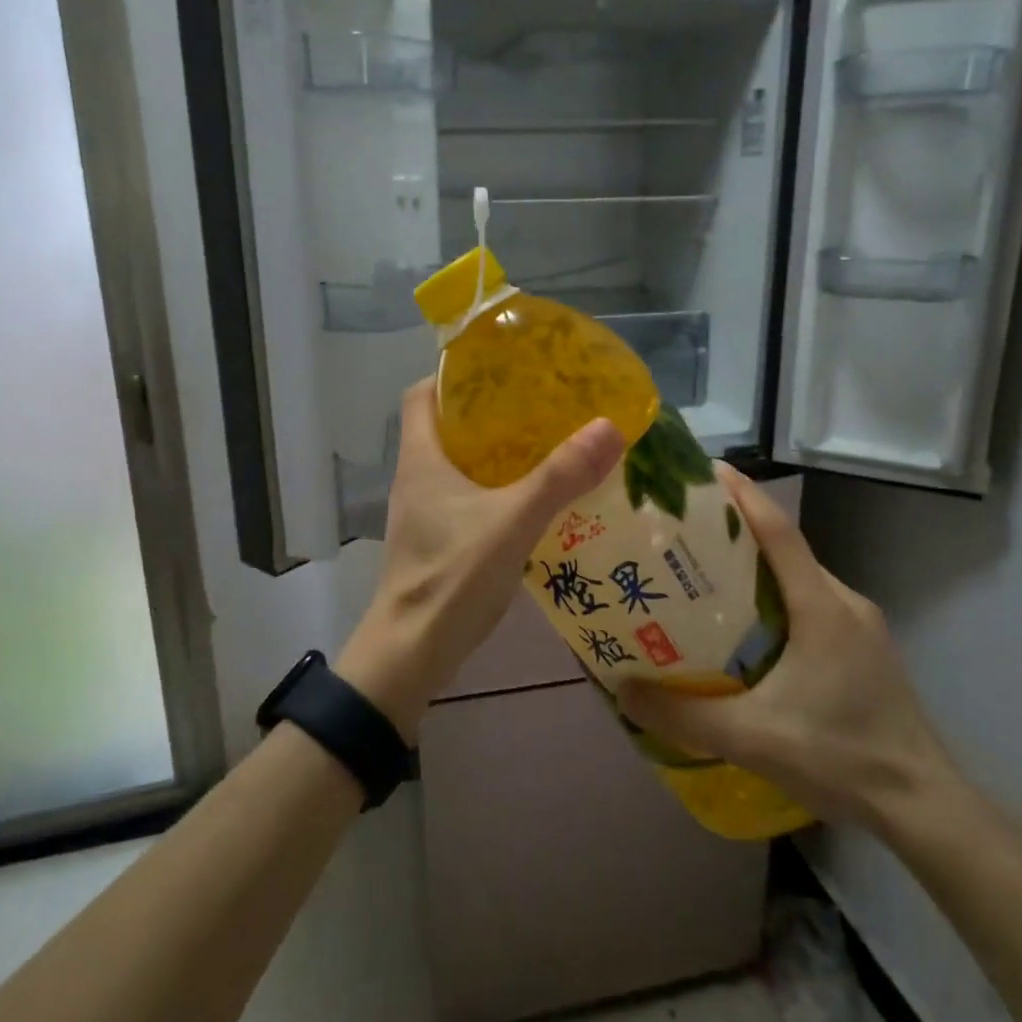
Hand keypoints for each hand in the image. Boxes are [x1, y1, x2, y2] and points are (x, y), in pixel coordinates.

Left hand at [336, 379, 622, 738]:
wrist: (411, 653)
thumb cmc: (451, 578)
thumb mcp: (512, 522)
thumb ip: (560, 476)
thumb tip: (610, 426)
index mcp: (422, 457)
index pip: (423, 393)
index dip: (456, 373)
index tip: (502, 368)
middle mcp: (418, 477)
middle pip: (448, 425)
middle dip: (492, 411)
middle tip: (543, 404)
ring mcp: (426, 511)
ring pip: (462, 463)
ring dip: (500, 451)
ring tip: (550, 443)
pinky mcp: (439, 539)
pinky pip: (470, 496)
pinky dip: (500, 488)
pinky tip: (538, 498)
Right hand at [617, 465, 956, 830]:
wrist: (923, 806)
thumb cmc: (841, 757)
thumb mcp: (752, 738)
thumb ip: (683, 715)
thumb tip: (621, 689)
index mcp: (822, 606)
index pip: (778, 530)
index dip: (742, 495)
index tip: (704, 470)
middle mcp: (843, 602)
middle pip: (784, 548)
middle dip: (734, 531)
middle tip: (681, 532)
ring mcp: (858, 625)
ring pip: (796, 577)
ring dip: (753, 568)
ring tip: (701, 576)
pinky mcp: (862, 647)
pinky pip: (809, 603)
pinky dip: (772, 598)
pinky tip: (743, 629)